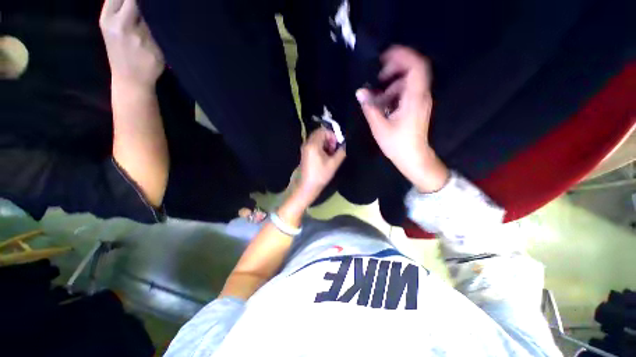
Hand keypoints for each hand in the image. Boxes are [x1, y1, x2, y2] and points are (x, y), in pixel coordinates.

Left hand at [99, 0, 163, 89]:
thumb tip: (142, 11)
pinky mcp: (105, 25)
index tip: (152, 2)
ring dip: (124, 1)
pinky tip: (127, 5)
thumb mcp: (152, 48)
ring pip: (113, 0)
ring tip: (135, 5)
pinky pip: (111, 5)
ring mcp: (105, 21)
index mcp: (125, 24)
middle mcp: (111, 19)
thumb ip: (145, 26)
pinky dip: (119, 2)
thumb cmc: (146, 68)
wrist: (129, 82)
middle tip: (142, 3)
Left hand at [295, 128, 346, 205]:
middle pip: (319, 134)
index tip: (337, 145)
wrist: (307, 186)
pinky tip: (325, 156)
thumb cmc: (320, 175)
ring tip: (331, 154)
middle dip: (329, 139)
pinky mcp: (305, 153)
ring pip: (317, 139)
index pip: (323, 131)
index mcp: (313, 144)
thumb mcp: (334, 163)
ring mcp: (305, 148)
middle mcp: (307, 143)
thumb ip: (341, 151)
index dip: (333, 136)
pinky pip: (314, 144)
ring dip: (325, 143)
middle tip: (334, 149)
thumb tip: (344, 145)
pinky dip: (321, 147)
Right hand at [356, 46, 448, 191]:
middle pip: (413, 70)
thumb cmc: (398, 144)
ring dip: (392, 85)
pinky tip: (383, 104)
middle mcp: (421, 95)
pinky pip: (407, 93)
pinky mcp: (417, 107)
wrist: (413, 158)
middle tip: (378, 77)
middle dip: (395, 69)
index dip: (401, 56)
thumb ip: (370, 107)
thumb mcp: (380, 126)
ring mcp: (420, 101)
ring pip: (408, 83)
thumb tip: (360, 92)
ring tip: (377, 97)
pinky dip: (394, 93)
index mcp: (414, 98)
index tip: (384, 57)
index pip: (415, 66)